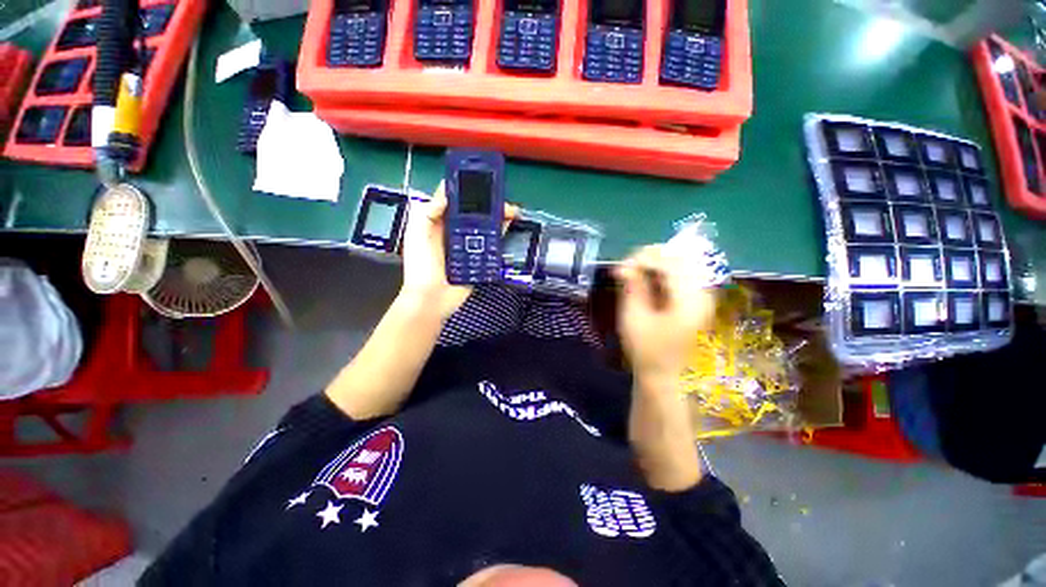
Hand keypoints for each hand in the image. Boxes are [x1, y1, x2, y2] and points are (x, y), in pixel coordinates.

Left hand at [399, 182, 514, 320]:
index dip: (466, 188)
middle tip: (501, 195)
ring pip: (485, 225)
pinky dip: (500, 232)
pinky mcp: (479, 258)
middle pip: (474, 212)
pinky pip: (491, 242)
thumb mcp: (417, 235)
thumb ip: (427, 212)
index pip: (454, 200)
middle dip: (488, 202)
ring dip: (498, 215)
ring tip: (511, 209)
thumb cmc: (421, 266)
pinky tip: (508, 224)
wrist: (432, 299)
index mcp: (438, 223)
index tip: (480, 179)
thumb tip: (447, 192)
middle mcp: (455, 231)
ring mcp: (468, 245)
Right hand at [615, 245, 716, 384]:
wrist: (663, 373)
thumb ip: (632, 288)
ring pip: (682, 264)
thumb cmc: (645, 349)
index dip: (645, 258)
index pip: (671, 264)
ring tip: (634, 271)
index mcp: (688, 302)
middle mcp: (702, 295)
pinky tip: (647, 278)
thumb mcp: (633, 317)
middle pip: (680, 259)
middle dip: (651, 257)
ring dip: (656, 263)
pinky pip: (682, 275)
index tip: (622, 266)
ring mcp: (702, 297)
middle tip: (627, 267)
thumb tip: (623, 266)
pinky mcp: (697, 300)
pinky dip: (662, 272)